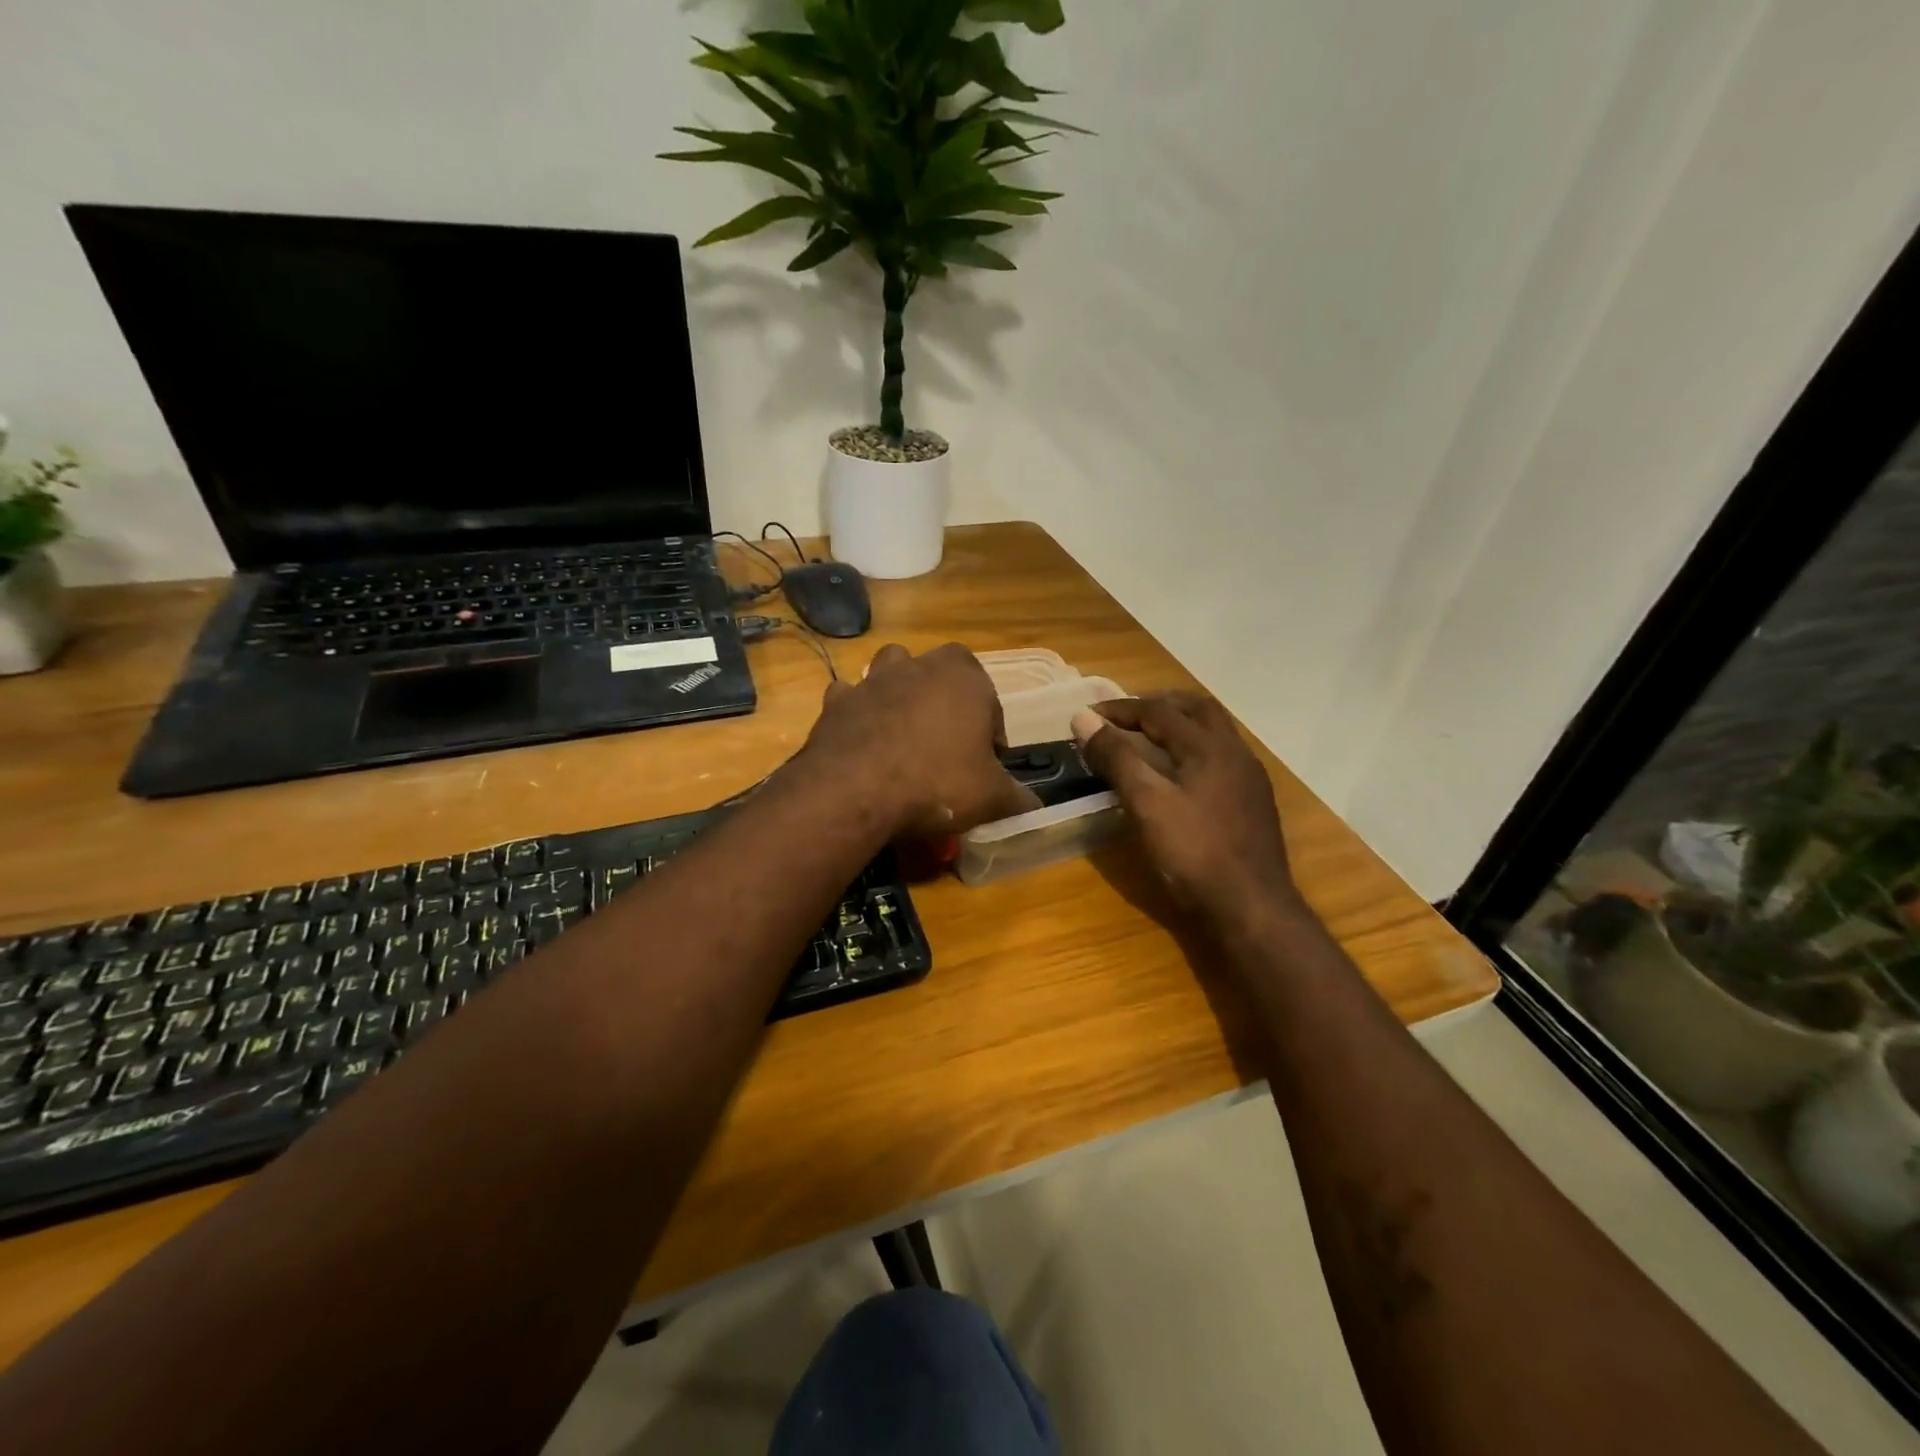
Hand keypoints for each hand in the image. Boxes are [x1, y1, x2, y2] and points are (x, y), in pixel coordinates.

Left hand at [800, 643, 1040, 838]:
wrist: (855, 790)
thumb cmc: (937, 783)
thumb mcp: (991, 798)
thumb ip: (1017, 798)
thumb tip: (1034, 806)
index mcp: (966, 678)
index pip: (989, 700)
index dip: (990, 732)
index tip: (984, 763)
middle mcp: (921, 666)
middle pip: (941, 673)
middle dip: (946, 700)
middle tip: (946, 744)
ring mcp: (874, 679)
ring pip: (893, 669)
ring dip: (900, 691)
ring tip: (904, 732)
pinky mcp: (837, 700)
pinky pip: (852, 698)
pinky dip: (858, 713)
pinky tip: (862, 741)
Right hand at [1072, 693, 1301, 933]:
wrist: (1252, 907)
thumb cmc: (1194, 853)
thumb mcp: (1146, 804)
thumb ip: (1117, 758)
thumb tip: (1084, 718)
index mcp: (1209, 746)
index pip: (1158, 711)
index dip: (1119, 709)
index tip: (1087, 715)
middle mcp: (1235, 752)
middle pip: (1196, 709)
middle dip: (1157, 704)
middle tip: (1124, 715)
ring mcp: (1249, 777)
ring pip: (1213, 731)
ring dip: (1179, 724)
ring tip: (1148, 737)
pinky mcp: (1253, 801)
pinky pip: (1221, 756)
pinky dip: (1193, 748)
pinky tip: (1178, 773)